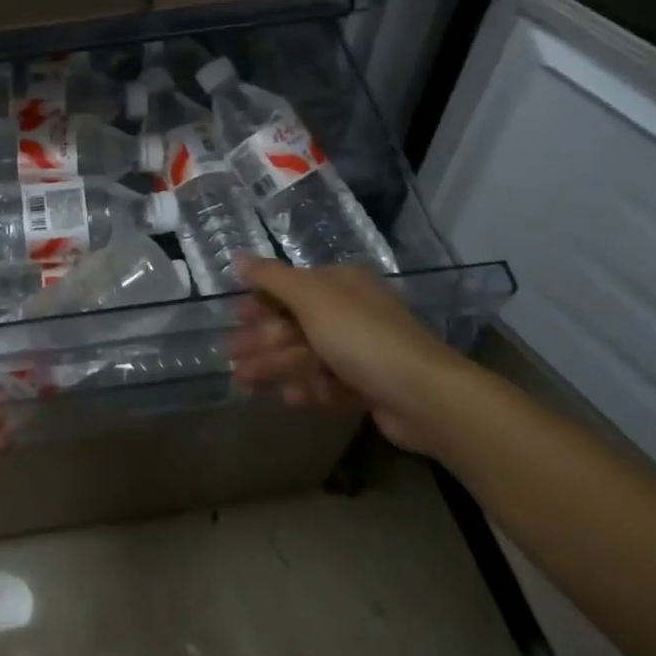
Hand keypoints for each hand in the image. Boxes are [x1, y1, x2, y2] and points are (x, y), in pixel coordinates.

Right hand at [230, 258, 467, 454]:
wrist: (424, 395)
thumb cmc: (361, 336)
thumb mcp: (311, 298)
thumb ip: (272, 278)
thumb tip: (238, 257)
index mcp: (341, 284)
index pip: (292, 286)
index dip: (261, 301)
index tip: (235, 317)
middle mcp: (352, 311)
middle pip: (296, 322)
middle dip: (262, 339)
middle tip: (230, 355)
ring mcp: (362, 350)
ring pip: (308, 354)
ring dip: (275, 366)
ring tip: (242, 382)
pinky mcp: (369, 385)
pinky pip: (328, 382)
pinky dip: (306, 388)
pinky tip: (285, 398)